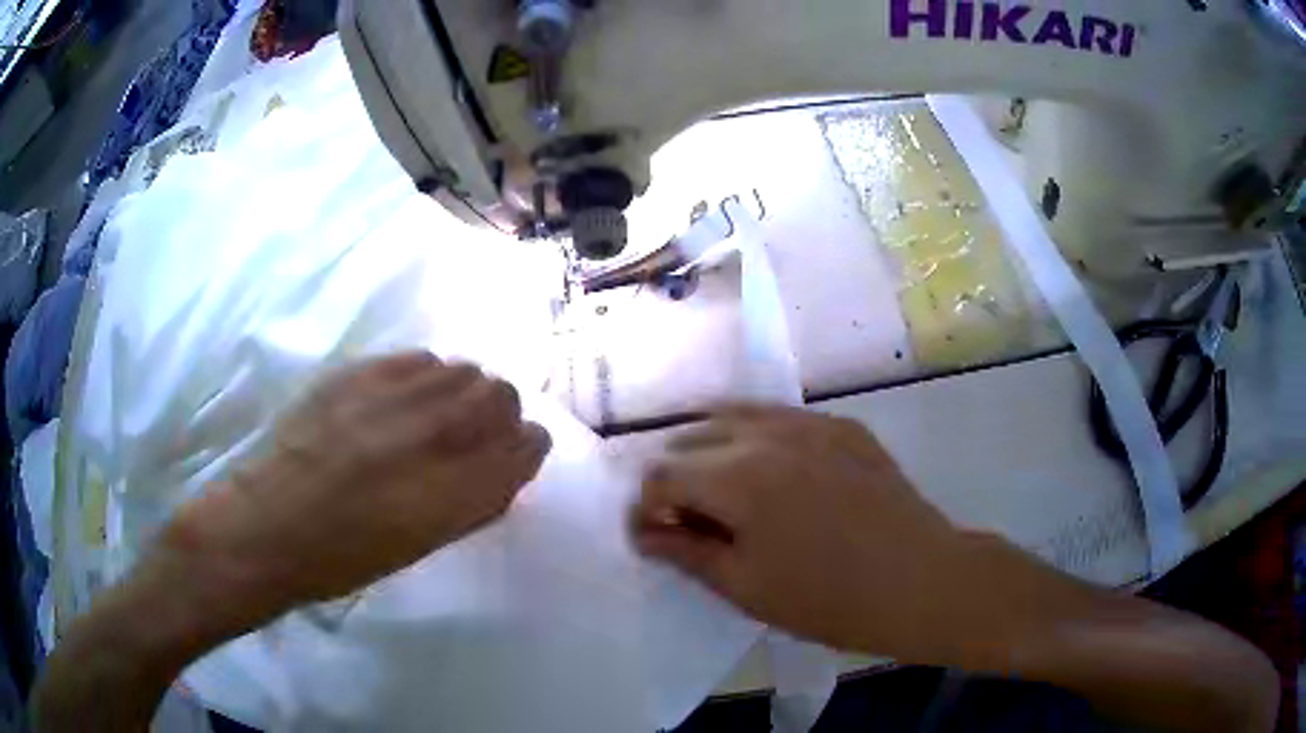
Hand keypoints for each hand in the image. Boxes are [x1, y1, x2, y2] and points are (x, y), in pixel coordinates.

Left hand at [156, 352, 550, 626]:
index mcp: (455, 491)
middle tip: (475, 434)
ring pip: (462, 368)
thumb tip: (503, 468)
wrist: (270, 523)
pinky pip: (419, 358)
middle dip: (500, 413)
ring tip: (435, 414)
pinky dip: (425, 376)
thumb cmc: (346, 557)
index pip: (526, 444)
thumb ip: (472, 503)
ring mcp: (393, 397)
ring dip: (462, 391)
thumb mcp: (423, 544)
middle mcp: (433, 436)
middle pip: (501, 394)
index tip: (514, 453)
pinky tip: (403, 398)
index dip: (527, 446)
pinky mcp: (359, 373)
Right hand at [630, 405, 1061, 661]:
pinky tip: (774, 475)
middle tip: (691, 522)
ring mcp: (811, 422)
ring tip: (724, 494)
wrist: (922, 581)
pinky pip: (782, 419)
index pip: (661, 475)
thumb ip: (685, 552)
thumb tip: (644, 531)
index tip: (655, 537)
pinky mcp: (843, 426)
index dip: (646, 508)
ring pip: (735, 417)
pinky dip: (758, 440)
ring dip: (713, 452)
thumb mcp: (746, 587)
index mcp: (737, 476)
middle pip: (692, 439)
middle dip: (676, 478)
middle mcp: (767, 433)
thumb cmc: (829, 600)